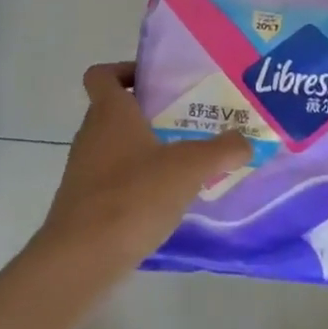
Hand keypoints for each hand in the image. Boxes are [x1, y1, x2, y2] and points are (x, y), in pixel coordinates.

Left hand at [36, 62, 252, 274]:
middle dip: (148, 113)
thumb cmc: (133, 196)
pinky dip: (136, 183)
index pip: (102, 74)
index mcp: (110, 113)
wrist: (82, 258)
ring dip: (144, 150)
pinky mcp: (84, 203)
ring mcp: (83, 170)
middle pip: (113, 110)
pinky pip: (112, 180)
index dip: (124, 70)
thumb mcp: (188, 169)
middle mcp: (91, 135)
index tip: (157, 82)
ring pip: (114, 147)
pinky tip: (165, 201)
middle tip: (186, 122)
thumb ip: (221, 150)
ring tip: (183, 163)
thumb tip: (245, 141)